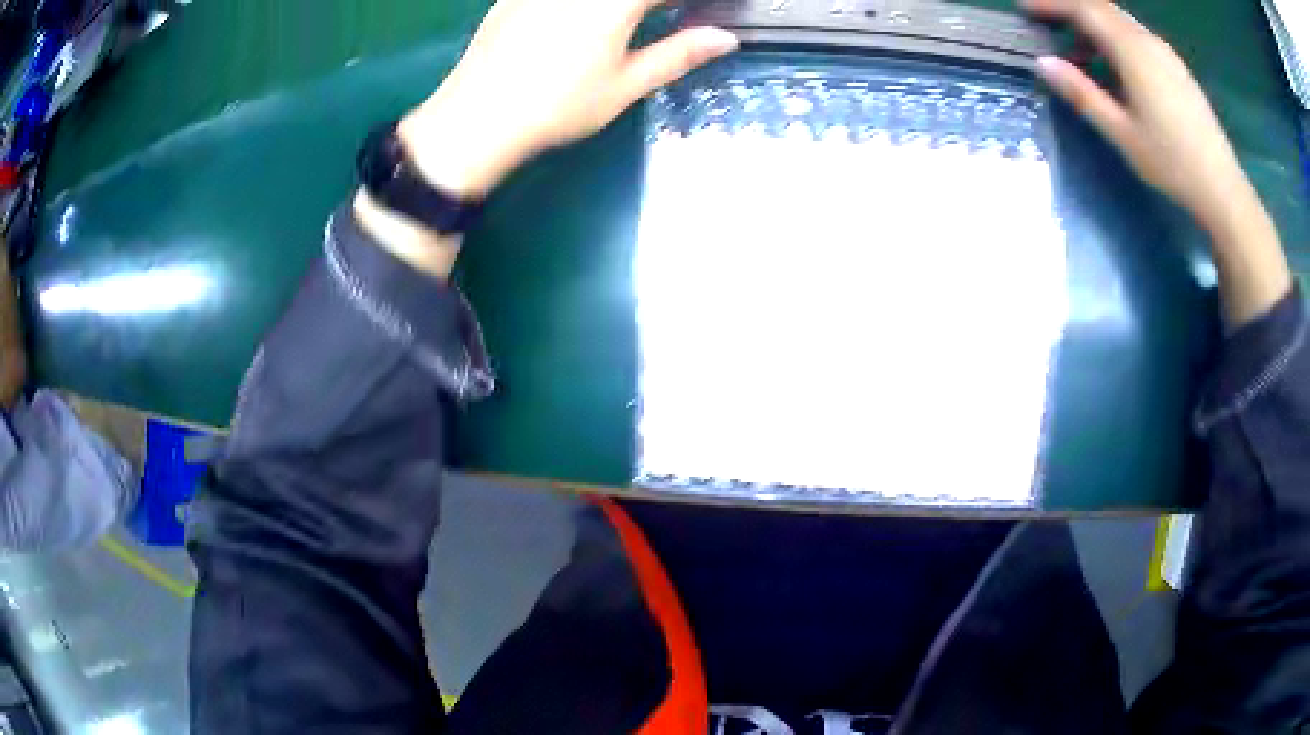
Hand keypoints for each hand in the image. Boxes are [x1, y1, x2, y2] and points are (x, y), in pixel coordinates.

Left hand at [398, 0, 738, 199]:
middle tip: (665, 17)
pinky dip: (588, 3)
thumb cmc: (557, 107)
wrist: (476, 118)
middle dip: (654, 2)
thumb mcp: (625, 85)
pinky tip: (583, 22)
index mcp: (613, 2)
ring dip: (624, 3)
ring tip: (631, 19)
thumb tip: (725, 38)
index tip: (704, 11)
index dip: (690, 0)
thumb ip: (677, 54)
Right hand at [1022, 0, 1290, 327]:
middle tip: (1046, 24)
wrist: (1223, 189)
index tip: (1025, 7)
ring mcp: (1166, 53)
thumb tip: (1043, 63)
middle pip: (1102, 7)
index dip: (1052, 3)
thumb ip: (1082, 94)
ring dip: (1094, 26)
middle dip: (1071, 9)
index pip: (1083, 8)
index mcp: (1132, 51)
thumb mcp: (1122, 133)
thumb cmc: (1172, 163)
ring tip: (1079, 53)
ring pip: (1121, 21)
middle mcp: (1148, 40)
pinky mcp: (1177, 68)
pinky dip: (1116, 39)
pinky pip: (1138, 37)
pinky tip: (1114, 67)